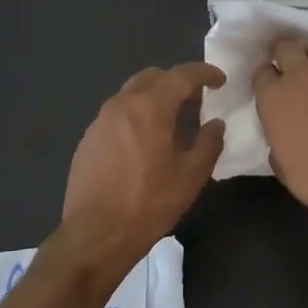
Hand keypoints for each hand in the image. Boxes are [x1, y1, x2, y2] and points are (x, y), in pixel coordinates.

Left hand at [58, 62, 225, 274]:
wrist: (95, 235)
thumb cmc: (149, 203)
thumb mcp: (191, 176)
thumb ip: (209, 143)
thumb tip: (215, 124)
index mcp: (149, 107)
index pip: (181, 75)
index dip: (204, 73)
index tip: (220, 80)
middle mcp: (121, 105)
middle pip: (152, 77)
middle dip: (176, 82)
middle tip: (195, 102)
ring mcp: (99, 122)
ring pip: (131, 94)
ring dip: (154, 99)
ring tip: (171, 124)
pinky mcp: (87, 140)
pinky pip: (117, 116)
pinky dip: (136, 117)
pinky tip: (144, 144)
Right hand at [253, 38, 307, 227]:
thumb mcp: (281, 160)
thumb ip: (277, 132)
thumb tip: (286, 126)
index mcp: (275, 96)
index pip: (262, 71)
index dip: (266, 79)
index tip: (271, 89)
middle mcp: (303, 76)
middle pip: (287, 46)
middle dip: (285, 54)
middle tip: (291, 71)